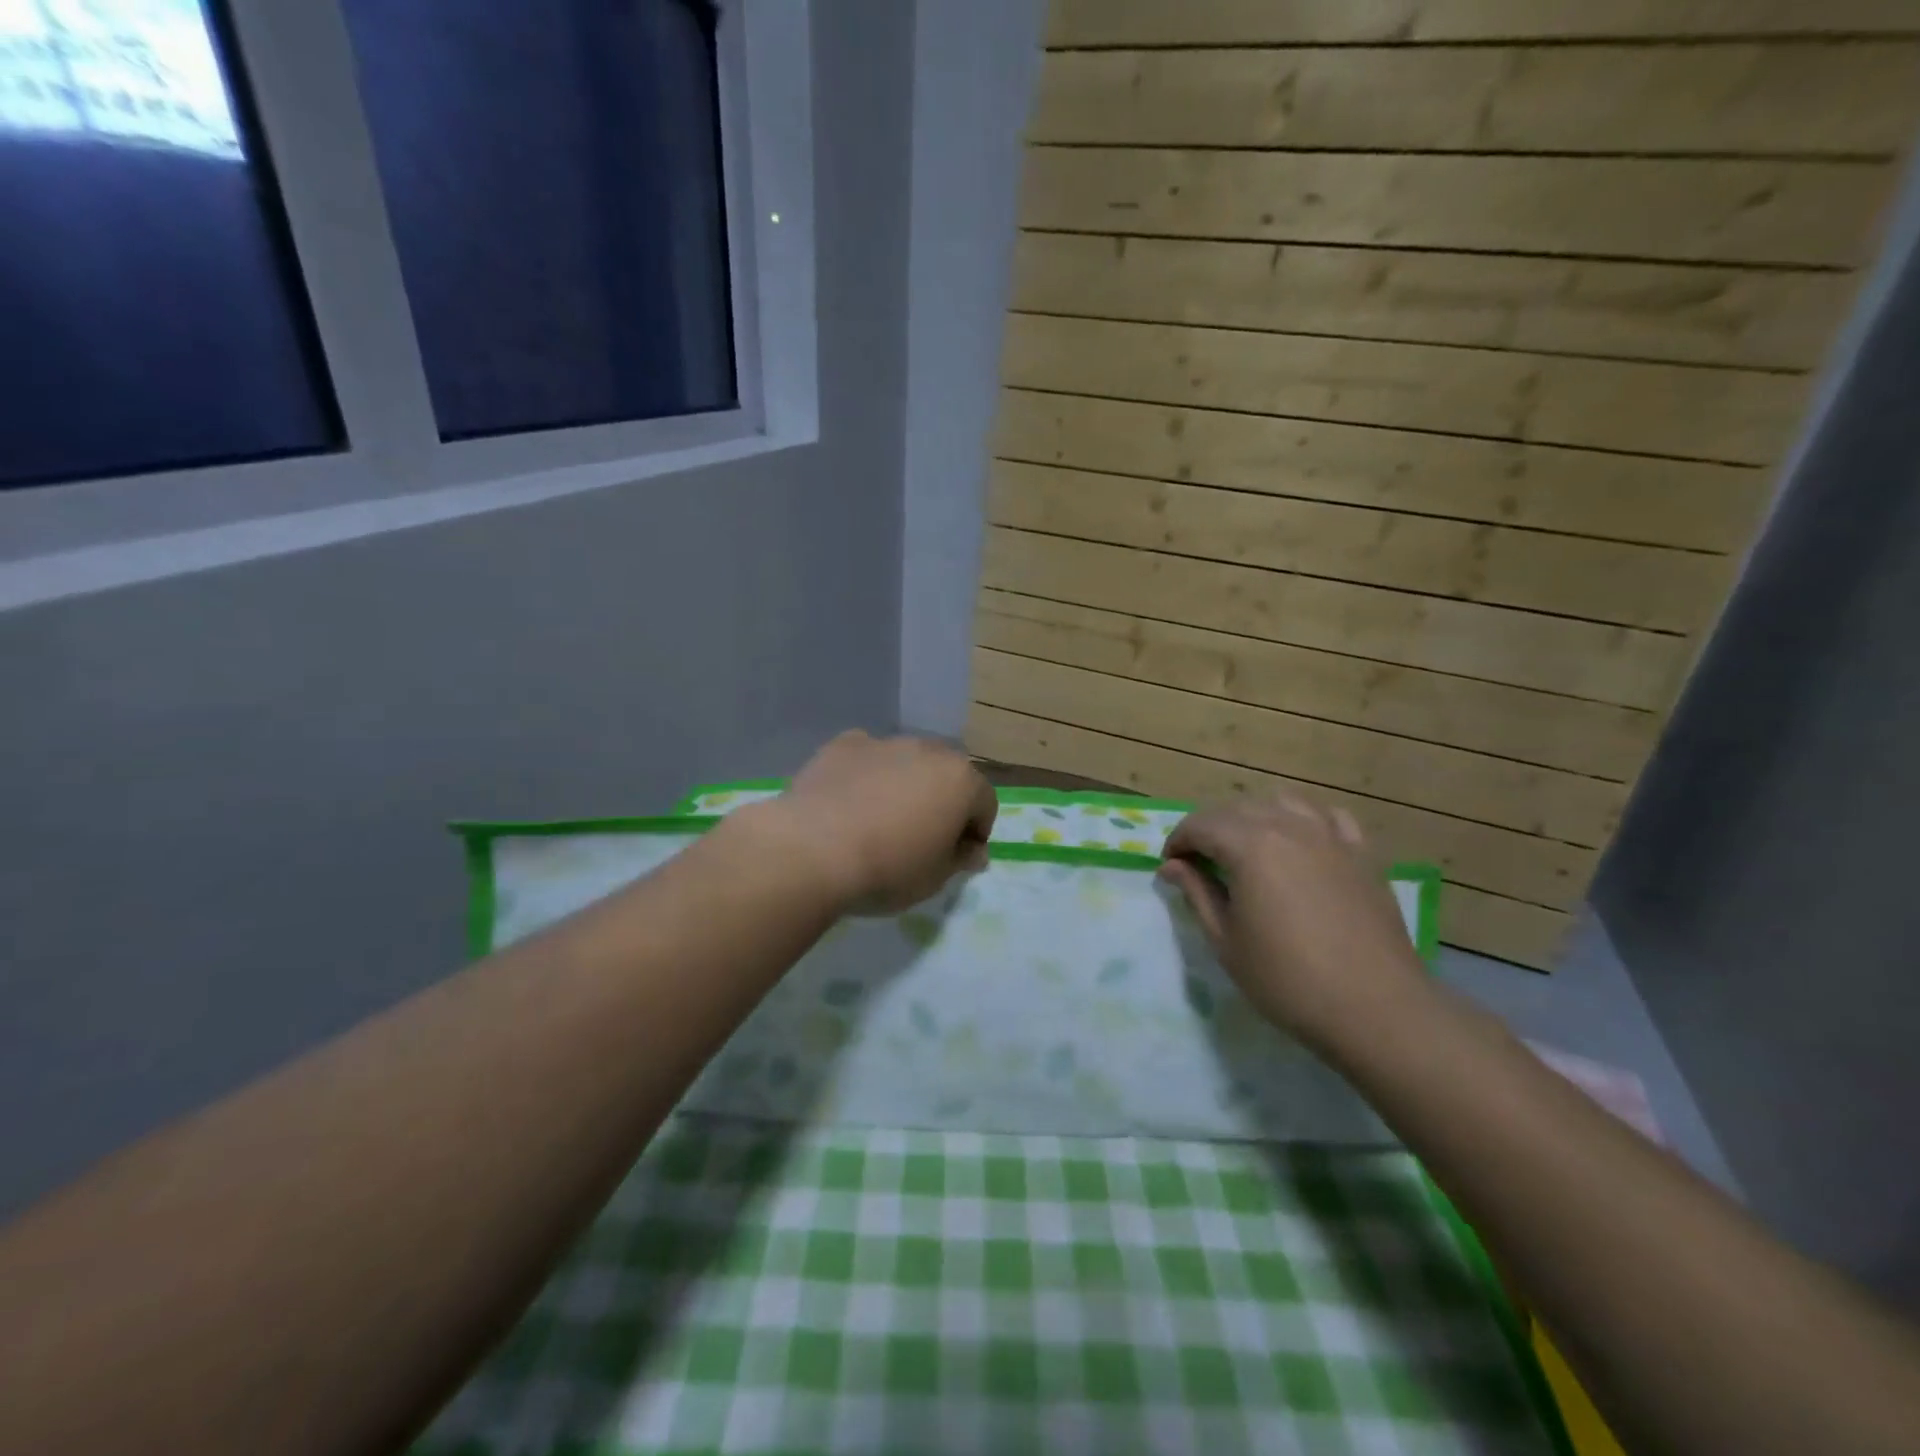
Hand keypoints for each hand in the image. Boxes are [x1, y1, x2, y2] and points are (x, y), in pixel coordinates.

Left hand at [739, 731, 997, 913]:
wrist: (813, 850)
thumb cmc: (888, 869)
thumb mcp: (935, 878)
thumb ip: (960, 858)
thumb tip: (973, 851)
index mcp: (960, 780)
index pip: (984, 803)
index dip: (975, 832)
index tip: (956, 858)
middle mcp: (927, 750)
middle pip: (946, 775)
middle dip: (941, 802)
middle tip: (921, 838)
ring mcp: (883, 743)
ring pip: (905, 763)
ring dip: (904, 786)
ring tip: (879, 822)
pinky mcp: (842, 745)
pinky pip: (866, 759)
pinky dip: (865, 775)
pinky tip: (848, 804)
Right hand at [1158, 792, 1432, 1050]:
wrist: (1375, 1009)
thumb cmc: (1287, 980)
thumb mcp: (1226, 941)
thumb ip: (1197, 893)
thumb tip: (1171, 865)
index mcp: (1250, 846)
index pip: (1201, 825)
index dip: (1178, 841)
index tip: (1169, 866)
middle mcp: (1289, 827)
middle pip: (1237, 809)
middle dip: (1210, 828)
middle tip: (1199, 862)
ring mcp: (1330, 837)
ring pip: (1282, 803)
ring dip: (1255, 817)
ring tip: (1246, 847)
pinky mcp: (1362, 854)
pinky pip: (1329, 817)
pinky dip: (1306, 821)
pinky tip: (1300, 843)